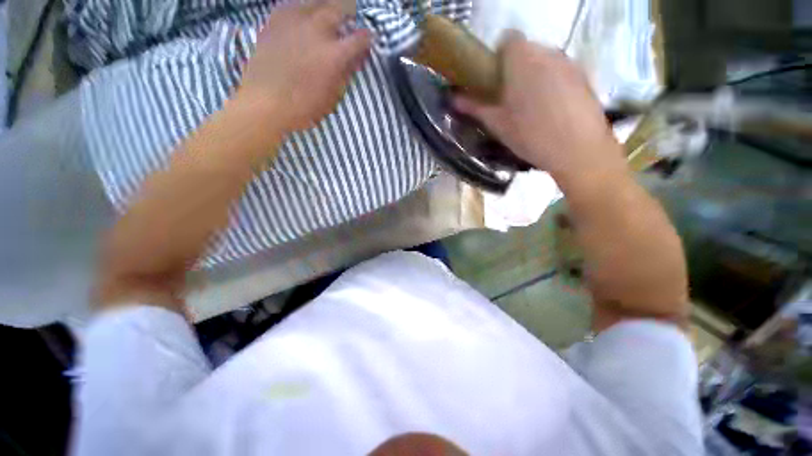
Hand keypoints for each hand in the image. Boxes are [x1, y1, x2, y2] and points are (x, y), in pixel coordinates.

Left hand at [237, 0, 371, 132]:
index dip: (366, 38)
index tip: (363, 41)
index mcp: (335, 53)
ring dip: (323, 5)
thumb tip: (354, 58)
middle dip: (348, 10)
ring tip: (323, 10)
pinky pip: (285, 8)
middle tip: (348, 14)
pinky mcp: (272, 28)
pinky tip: (296, 14)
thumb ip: (346, 73)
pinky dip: (294, 8)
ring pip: (313, 2)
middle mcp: (316, 32)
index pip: (361, 36)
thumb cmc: (298, 109)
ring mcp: (293, 27)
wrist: (258, 108)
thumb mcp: (332, 98)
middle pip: (340, 7)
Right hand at [454, 31, 623, 181]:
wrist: (584, 153)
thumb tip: (453, 99)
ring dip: (543, 73)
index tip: (499, 74)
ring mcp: (570, 65)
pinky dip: (562, 84)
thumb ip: (474, 106)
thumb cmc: (535, 135)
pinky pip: (567, 74)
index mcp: (521, 56)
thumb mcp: (499, 124)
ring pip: (550, 61)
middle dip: (522, 64)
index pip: (508, 38)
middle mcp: (546, 52)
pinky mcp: (587, 80)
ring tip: (542, 103)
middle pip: (530, 49)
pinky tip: (562, 110)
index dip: (502, 53)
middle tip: (518, 92)